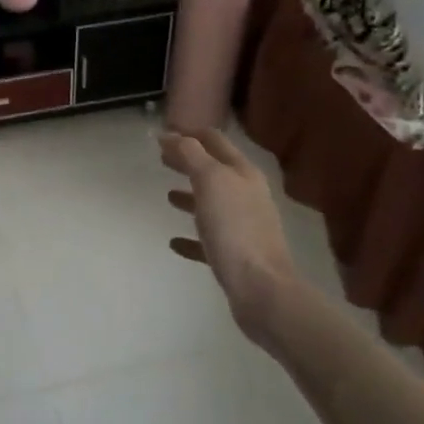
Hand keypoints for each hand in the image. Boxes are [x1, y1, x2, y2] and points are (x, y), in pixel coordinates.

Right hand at [162, 129, 303, 334]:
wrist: (262, 289)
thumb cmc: (234, 228)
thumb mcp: (210, 180)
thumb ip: (190, 154)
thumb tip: (169, 134)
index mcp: (243, 173)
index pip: (215, 141)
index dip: (191, 133)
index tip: (165, 134)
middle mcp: (247, 195)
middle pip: (214, 171)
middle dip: (189, 162)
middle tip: (161, 159)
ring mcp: (243, 227)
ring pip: (212, 204)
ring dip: (191, 196)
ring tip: (168, 195)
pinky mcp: (235, 256)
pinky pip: (208, 240)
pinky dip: (191, 236)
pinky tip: (174, 241)